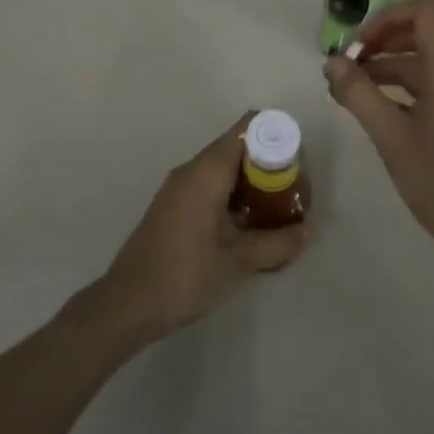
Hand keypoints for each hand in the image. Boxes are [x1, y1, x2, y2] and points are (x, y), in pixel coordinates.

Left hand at [87, 115, 307, 343]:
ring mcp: (178, 187)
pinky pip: (210, 183)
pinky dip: (233, 193)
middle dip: (269, 162)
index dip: (277, 135)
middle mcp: (192, 169)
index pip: (248, 127)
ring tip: (276, 209)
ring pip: (224, 166)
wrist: (126, 305)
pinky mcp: (172, 205)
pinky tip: (246, 224)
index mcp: (207, 170)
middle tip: (293, 192)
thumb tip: (306, 230)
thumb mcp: (238, 262)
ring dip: (251, 180)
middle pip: (238, 145)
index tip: (297, 162)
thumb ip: (277, 243)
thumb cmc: (185, 276)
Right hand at [325, 0, 433, 261]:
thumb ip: (359, 94)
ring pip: (423, 63)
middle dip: (379, 44)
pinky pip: (431, 85)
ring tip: (348, 91)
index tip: (358, 46)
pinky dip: (401, 88)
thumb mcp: (390, 137)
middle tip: (344, 68)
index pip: (424, 11)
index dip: (387, 17)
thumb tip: (332, 62)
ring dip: (386, 68)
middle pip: (420, 34)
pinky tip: (375, 109)